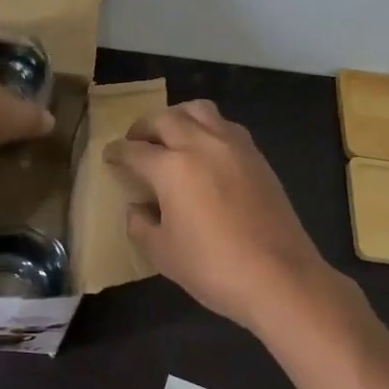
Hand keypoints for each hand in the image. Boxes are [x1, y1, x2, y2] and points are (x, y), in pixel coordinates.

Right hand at [104, 101, 331, 331]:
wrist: (279, 277)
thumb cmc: (213, 268)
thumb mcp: (162, 253)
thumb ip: (140, 224)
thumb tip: (138, 207)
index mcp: (172, 167)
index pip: (135, 151)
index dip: (117, 152)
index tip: (109, 155)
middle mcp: (201, 144)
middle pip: (165, 119)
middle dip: (144, 127)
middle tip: (136, 142)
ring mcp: (233, 146)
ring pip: (199, 110)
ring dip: (177, 117)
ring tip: (171, 135)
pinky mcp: (257, 156)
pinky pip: (225, 126)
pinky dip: (207, 128)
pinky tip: (205, 150)